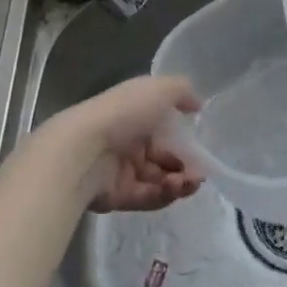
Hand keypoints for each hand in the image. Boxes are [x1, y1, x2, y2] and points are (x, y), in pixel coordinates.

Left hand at [40, 75, 203, 212]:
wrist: (85, 149)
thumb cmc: (124, 113)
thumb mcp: (159, 89)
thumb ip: (183, 92)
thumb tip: (197, 106)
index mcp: (135, 117)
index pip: (165, 132)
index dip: (185, 141)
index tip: (201, 150)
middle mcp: (128, 143)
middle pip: (165, 160)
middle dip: (187, 167)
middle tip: (198, 174)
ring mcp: (122, 171)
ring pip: (160, 181)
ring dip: (180, 183)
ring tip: (187, 183)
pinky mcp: (119, 196)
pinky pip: (149, 198)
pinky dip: (165, 195)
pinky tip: (173, 189)